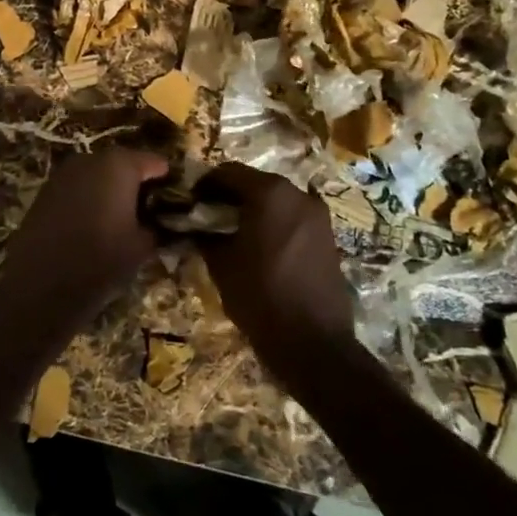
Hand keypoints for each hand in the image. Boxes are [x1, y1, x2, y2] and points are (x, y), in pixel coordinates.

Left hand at [0, 148, 169, 337]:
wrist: (41, 283)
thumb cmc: (101, 260)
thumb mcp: (141, 247)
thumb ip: (155, 228)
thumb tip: (157, 224)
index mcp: (120, 165)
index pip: (153, 162)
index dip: (166, 180)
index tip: (174, 199)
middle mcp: (91, 159)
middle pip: (122, 164)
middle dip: (136, 182)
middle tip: (148, 208)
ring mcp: (64, 173)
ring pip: (97, 174)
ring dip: (109, 189)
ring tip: (120, 216)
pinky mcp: (45, 190)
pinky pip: (76, 187)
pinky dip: (87, 198)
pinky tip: (92, 222)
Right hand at [197, 164, 355, 374]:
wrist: (313, 343)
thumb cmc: (260, 296)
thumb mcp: (221, 264)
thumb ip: (205, 235)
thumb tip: (195, 227)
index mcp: (270, 192)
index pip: (228, 172)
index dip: (205, 184)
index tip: (189, 201)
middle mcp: (298, 194)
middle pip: (254, 183)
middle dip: (229, 196)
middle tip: (207, 217)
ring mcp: (317, 215)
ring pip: (275, 201)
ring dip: (252, 210)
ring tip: (231, 233)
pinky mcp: (327, 236)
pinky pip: (292, 218)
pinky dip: (273, 223)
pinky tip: (258, 246)